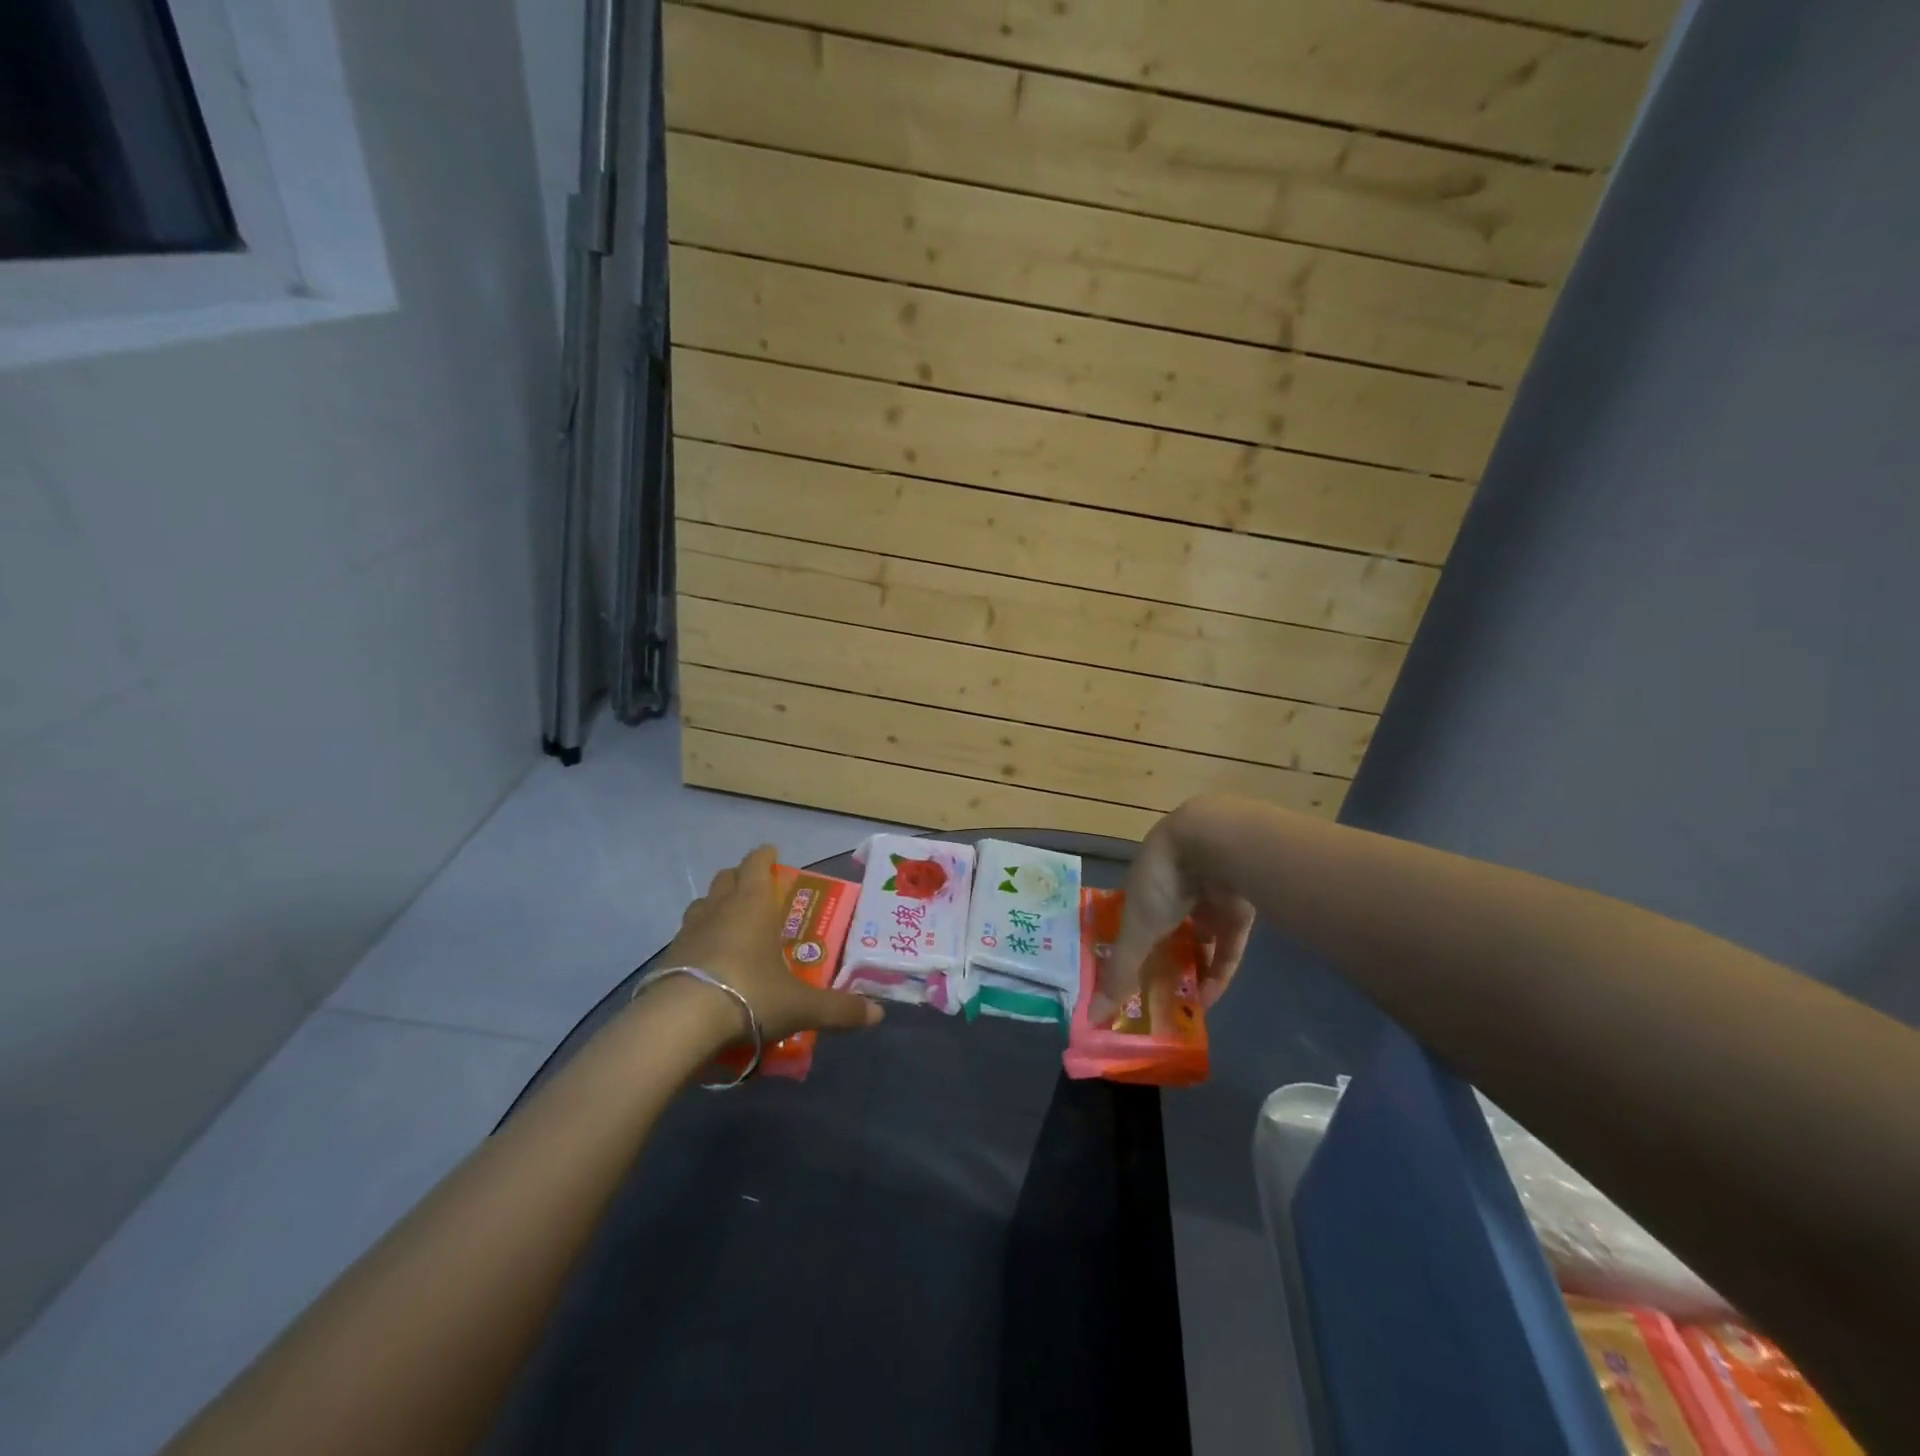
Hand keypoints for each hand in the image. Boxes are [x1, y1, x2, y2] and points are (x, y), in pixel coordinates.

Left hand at [659, 844, 883, 1042]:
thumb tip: (878, 1014)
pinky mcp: (667, 958)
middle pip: (727, 878)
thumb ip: (839, 1010)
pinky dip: (699, 940)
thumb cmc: (748, 996)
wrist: (679, 1025)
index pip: (756, 864)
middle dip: (741, 878)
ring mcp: (688, 932)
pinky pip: (686, 937)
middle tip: (758, 892)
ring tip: (731, 925)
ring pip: (702, 904)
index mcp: (753, 905)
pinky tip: (709, 963)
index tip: (773, 854)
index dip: (765, 856)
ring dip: (716, 906)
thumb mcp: (800, 1006)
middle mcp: (719, 909)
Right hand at [1097, 799, 1254, 1021]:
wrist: (1218, 847)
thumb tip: (1092, 1017)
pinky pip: (1226, 947)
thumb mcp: (1138, 929)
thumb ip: (1121, 972)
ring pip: (1198, 940)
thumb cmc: (1163, 881)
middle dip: (1161, 964)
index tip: (1123, 981)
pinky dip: (1217, 972)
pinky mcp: (1238, 911)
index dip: (1128, 949)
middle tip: (1153, 1001)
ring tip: (1181, 1006)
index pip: (1132, 920)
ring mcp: (1209, 900)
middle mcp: (1175, 890)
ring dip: (1191, 971)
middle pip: (1166, 932)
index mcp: (1144, 884)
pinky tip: (1208, 1000)